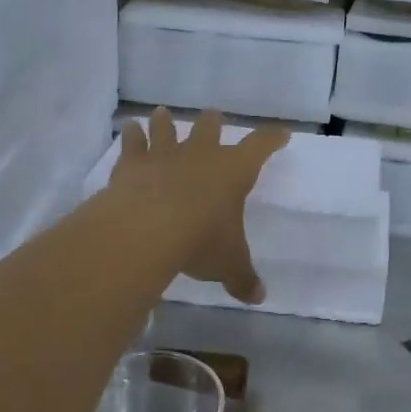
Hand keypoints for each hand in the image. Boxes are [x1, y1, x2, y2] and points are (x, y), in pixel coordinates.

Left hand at [108, 109, 287, 303]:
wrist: (147, 229)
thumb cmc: (200, 240)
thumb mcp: (228, 264)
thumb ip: (243, 278)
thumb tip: (259, 298)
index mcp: (233, 171)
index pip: (260, 146)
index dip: (272, 139)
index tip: (281, 134)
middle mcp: (201, 154)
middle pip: (210, 127)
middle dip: (214, 123)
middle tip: (214, 117)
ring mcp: (165, 154)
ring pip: (168, 128)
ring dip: (166, 122)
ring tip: (164, 114)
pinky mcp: (133, 163)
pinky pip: (133, 143)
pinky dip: (132, 135)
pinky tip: (129, 128)